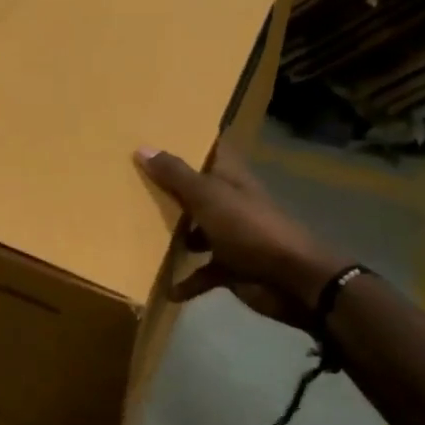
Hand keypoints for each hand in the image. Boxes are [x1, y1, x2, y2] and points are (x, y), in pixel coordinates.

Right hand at [136, 144, 347, 327]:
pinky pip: (203, 273)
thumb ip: (175, 175)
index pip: (211, 151)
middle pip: (197, 192)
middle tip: (133, 182)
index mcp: (229, 179)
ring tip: (139, 235)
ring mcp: (231, 236)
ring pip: (197, 232)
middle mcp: (229, 203)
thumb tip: (142, 148)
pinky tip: (167, 290)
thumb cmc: (248, 228)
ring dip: (175, 237)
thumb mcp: (207, 197)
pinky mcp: (231, 267)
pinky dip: (187, 282)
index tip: (158, 135)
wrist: (291, 279)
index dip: (190, 142)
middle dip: (170, 190)